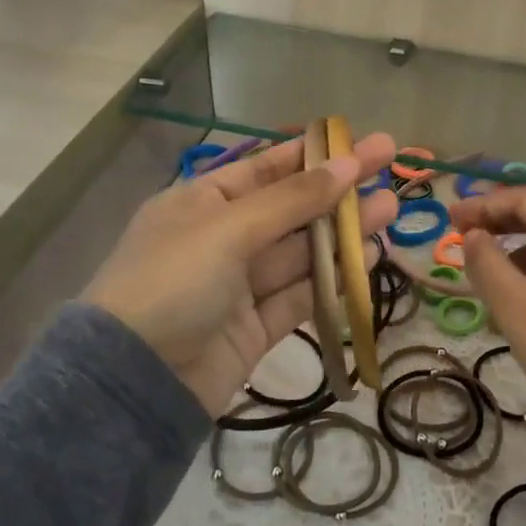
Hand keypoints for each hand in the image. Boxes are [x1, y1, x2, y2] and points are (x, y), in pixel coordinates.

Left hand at [83, 133, 398, 415]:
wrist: (133, 383)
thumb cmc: (172, 282)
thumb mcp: (229, 228)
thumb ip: (293, 199)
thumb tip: (346, 164)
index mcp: (201, 203)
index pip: (265, 168)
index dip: (312, 154)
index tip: (356, 141)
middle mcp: (222, 238)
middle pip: (291, 207)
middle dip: (338, 188)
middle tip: (390, 164)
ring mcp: (240, 285)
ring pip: (302, 251)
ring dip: (344, 231)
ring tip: (392, 208)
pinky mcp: (256, 326)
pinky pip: (301, 293)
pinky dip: (334, 276)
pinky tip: (369, 256)